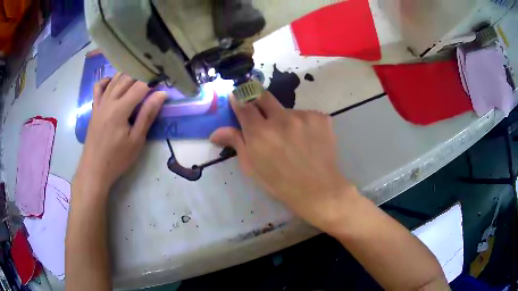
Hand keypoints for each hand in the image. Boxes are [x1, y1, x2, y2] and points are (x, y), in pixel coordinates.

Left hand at [75, 73, 166, 191]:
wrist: (94, 169)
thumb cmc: (117, 159)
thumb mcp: (136, 141)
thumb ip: (147, 115)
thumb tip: (161, 94)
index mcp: (120, 109)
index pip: (140, 86)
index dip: (153, 81)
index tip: (164, 80)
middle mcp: (109, 101)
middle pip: (127, 78)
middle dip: (142, 74)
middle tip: (154, 78)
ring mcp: (100, 103)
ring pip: (115, 80)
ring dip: (128, 74)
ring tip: (140, 75)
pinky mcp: (94, 108)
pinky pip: (99, 87)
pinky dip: (107, 80)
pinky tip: (114, 81)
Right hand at [210, 92, 356, 230]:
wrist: (318, 189)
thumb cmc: (280, 183)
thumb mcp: (252, 167)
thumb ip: (236, 143)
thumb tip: (215, 133)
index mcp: (260, 133)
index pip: (244, 104)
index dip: (239, 99)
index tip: (237, 98)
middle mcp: (281, 119)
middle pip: (263, 95)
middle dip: (257, 99)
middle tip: (262, 113)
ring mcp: (304, 116)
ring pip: (287, 110)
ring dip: (284, 119)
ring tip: (292, 139)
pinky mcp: (321, 117)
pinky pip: (306, 115)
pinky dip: (303, 124)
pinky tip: (308, 140)